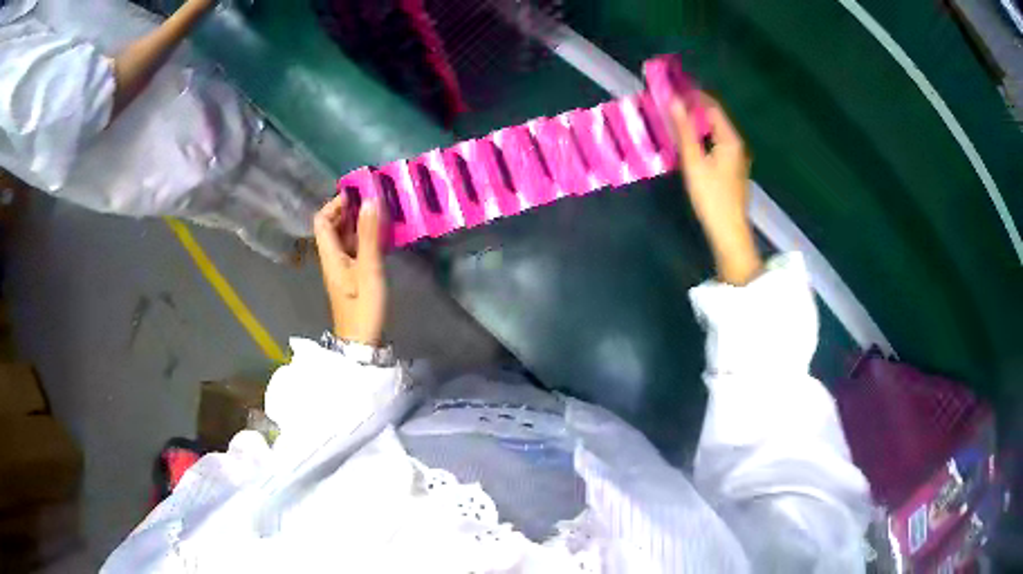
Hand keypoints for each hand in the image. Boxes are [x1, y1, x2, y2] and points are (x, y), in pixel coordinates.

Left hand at [314, 195, 386, 345]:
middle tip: (374, 199)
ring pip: (346, 237)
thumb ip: (369, 234)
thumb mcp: (369, 268)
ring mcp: (343, 267)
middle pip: (333, 226)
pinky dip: (366, 238)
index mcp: (330, 254)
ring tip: (382, 212)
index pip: (322, 220)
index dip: (335, 204)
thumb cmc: (363, 305)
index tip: (358, 195)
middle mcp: (333, 257)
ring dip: (360, 223)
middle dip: (351, 210)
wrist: (362, 340)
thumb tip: (370, 200)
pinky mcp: (353, 275)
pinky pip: (356, 248)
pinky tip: (383, 235)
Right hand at [671, 93, 762, 284]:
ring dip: (696, 122)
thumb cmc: (711, 197)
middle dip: (693, 107)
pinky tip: (687, 142)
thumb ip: (684, 130)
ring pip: (714, 131)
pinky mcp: (730, 170)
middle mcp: (735, 144)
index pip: (712, 107)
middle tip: (670, 102)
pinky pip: (714, 143)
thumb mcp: (694, 162)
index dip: (693, 95)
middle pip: (714, 118)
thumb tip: (674, 101)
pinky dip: (700, 136)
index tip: (673, 87)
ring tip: (674, 118)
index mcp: (730, 139)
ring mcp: (734, 158)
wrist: (728, 231)